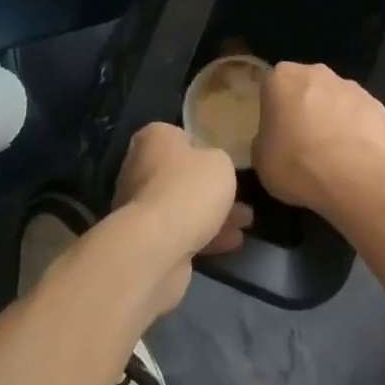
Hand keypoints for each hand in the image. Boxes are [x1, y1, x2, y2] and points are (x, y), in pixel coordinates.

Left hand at [113, 123, 250, 314]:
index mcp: (154, 138)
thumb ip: (218, 161)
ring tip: (245, 224)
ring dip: (213, 215)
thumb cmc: (189, 188)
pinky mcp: (144, 238)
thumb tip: (210, 169)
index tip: (227, 167)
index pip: (184, 138)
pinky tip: (231, 243)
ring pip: (183, 206)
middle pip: (182, 175)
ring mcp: (138, 205)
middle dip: (212, 190)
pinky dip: (204, 235)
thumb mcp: (221, 162)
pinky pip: (179, 231)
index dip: (208, 151)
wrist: (157, 246)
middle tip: (241, 199)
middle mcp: (139, 167)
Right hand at [253, 62, 384, 215]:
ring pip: (334, 98)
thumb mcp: (260, 159)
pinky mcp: (375, 104)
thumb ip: (264, 139)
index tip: (275, 132)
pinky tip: (355, 156)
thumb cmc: (296, 164)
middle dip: (304, 107)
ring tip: (332, 153)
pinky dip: (357, 130)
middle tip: (301, 141)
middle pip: (305, 86)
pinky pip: (360, 115)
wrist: (352, 176)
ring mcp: (349, 85)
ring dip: (331, 117)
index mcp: (281, 78)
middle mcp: (316, 72)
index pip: (271, 86)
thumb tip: (273, 138)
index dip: (273, 109)